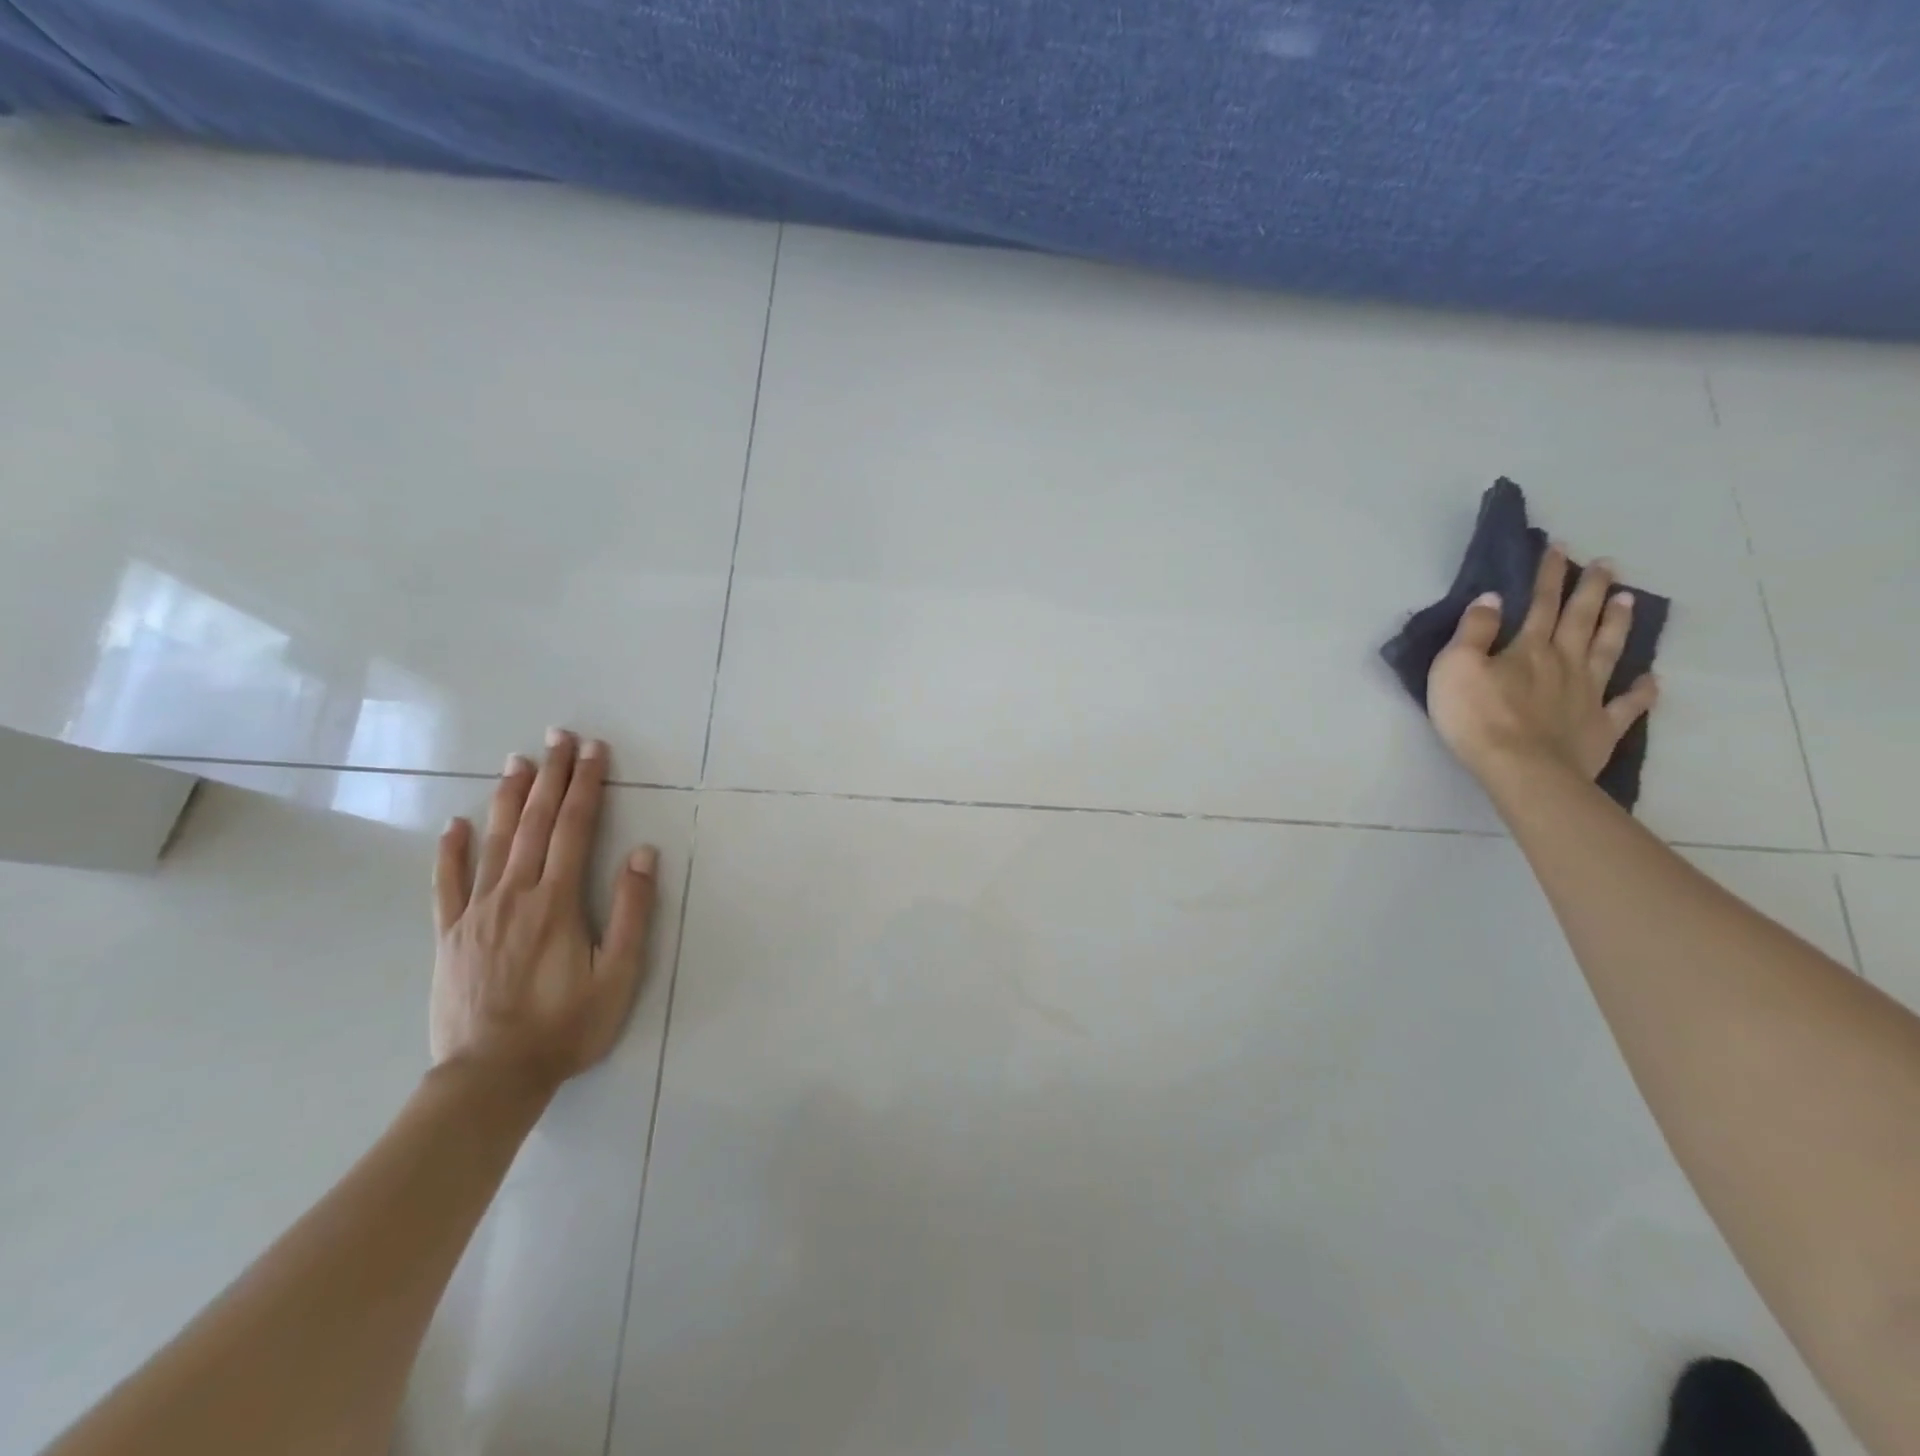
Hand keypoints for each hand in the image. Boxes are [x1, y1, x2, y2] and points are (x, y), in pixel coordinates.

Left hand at [430, 729, 658, 1093]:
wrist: (490, 1077)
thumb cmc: (566, 1026)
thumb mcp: (618, 974)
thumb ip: (631, 911)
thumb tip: (641, 853)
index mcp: (557, 901)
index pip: (575, 828)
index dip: (587, 785)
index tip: (594, 750)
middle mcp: (514, 894)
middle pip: (534, 822)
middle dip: (550, 776)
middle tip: (558, 736)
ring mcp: (476, 912)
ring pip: (493, 842)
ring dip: (507, 797)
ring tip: (517, 761)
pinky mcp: (450, 935)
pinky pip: (447, 884)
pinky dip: (450, 851)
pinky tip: (454, 824)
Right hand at [1428, 543, 1659, 784]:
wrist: (1521, 769)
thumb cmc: (1477, 716)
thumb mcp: (1455, 667)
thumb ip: (1473, 632)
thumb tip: (1491, 598)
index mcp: (1528, 648)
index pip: (1540, 603)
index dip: (1549, 575)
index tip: (1559, 548)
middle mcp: (1564, 663)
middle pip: (1581, 620)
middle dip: (1591, 590)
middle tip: (1606, 564)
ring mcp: (1588, 695)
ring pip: (1608, 651)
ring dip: (1618, 624)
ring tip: (1630, 600)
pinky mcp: (1600, 726)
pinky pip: (1627, 704)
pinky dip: (1641, 690)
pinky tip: (1651, 678)